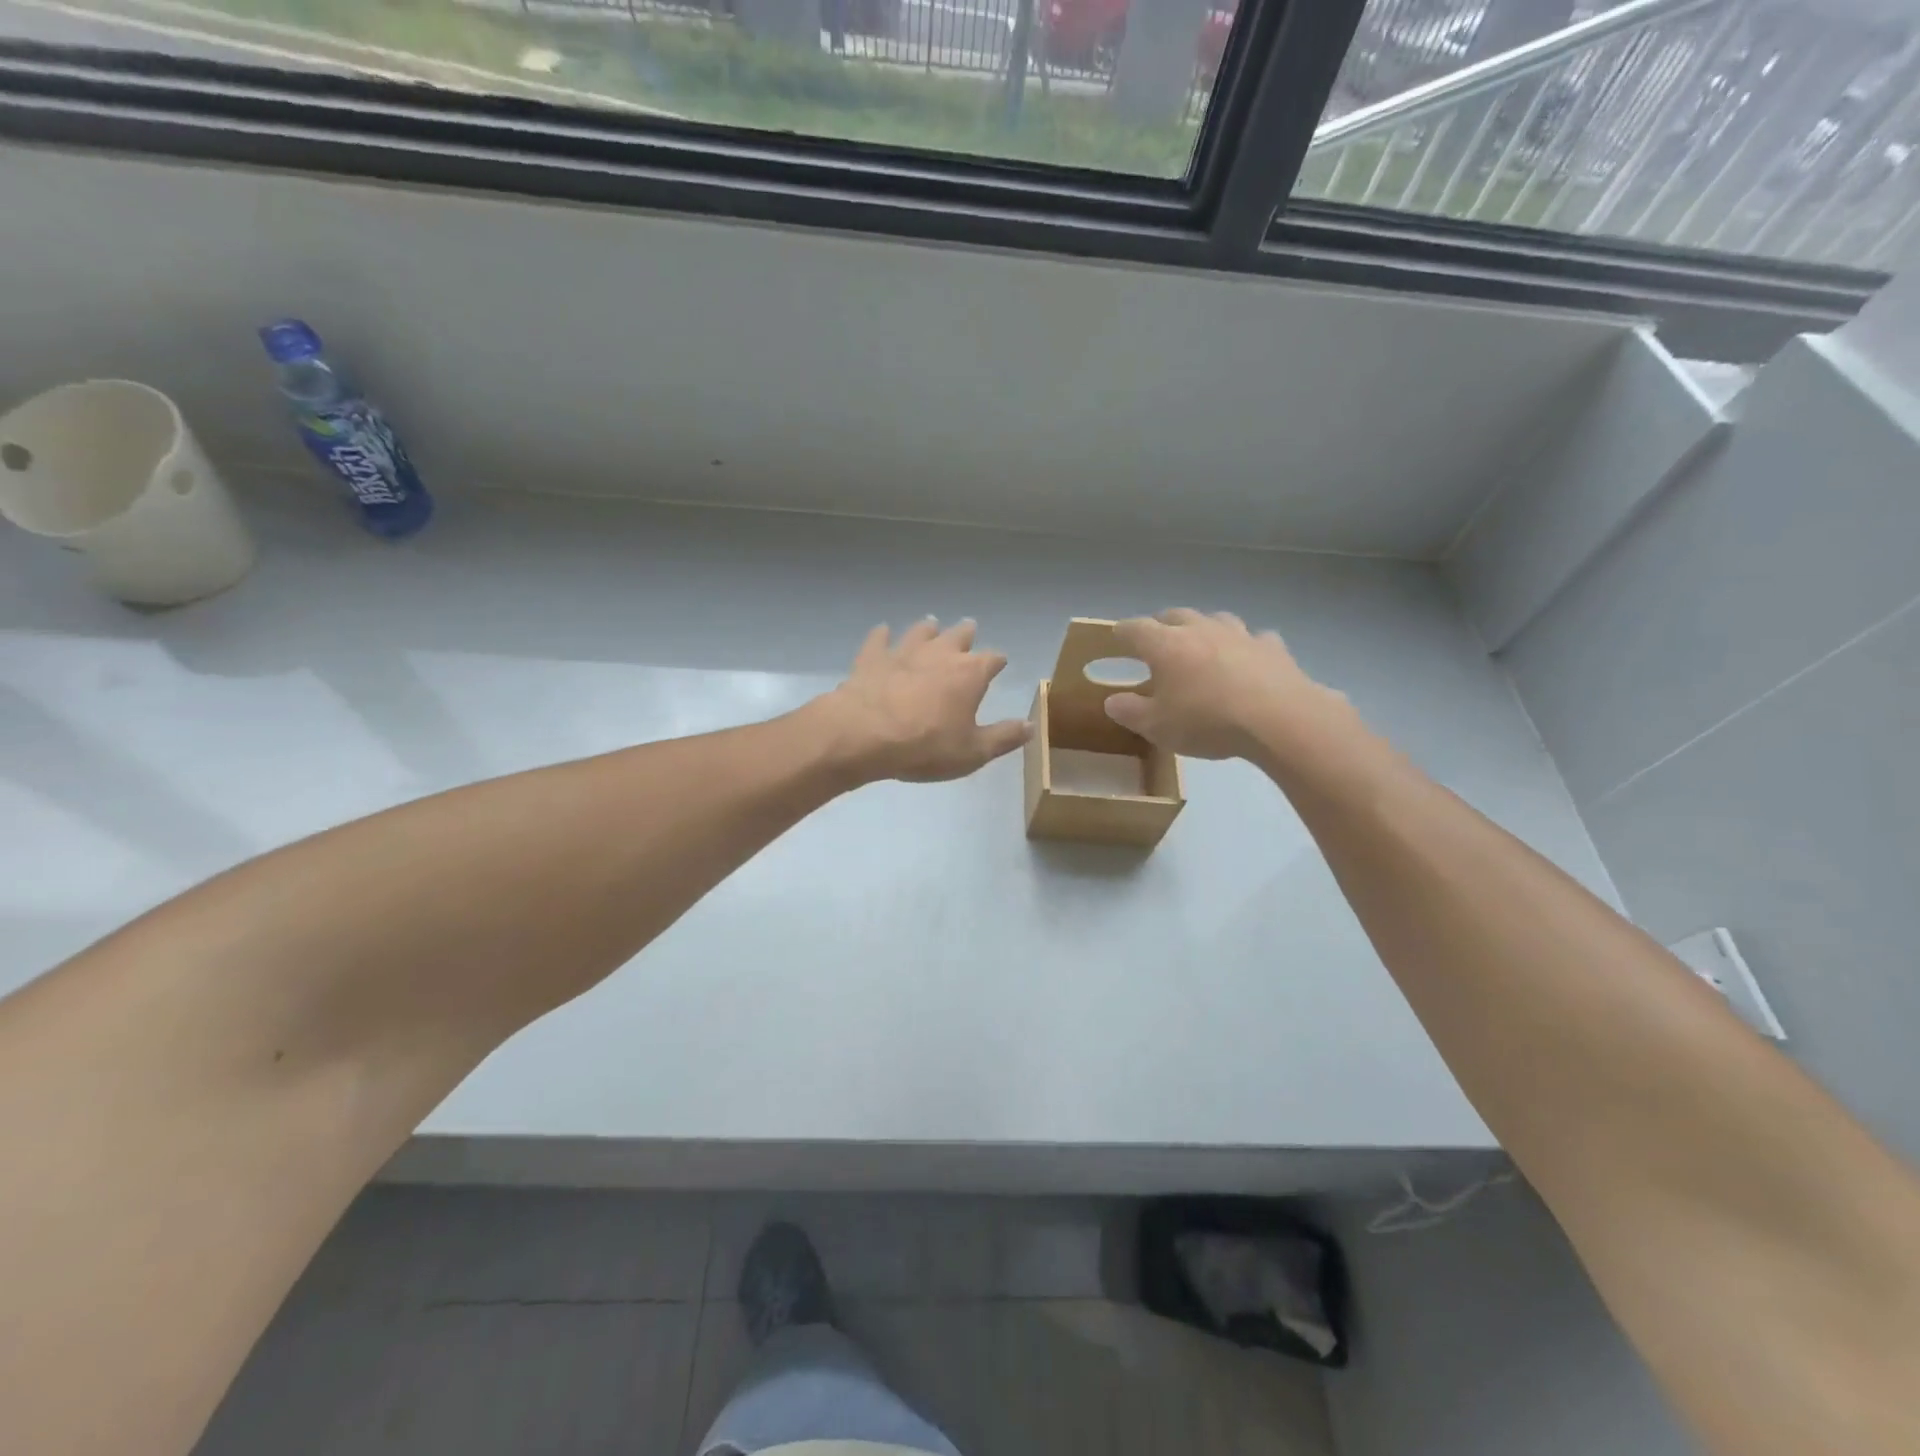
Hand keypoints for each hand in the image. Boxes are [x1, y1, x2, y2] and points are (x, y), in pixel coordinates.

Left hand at [818, 618, 1030, 783]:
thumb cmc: (926, 746)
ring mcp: (904, 652)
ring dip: (928, 628)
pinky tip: (883, 631)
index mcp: (970, 673)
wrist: (865, 735)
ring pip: (921, 632)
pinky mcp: (872, 658)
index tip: (1000, 663)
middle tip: (969, 629)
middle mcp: (940, 654)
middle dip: (966, 634)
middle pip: (958, 636)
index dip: (998, 661)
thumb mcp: (973, 752)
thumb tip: (1030, 726)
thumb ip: (1003, 737)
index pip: (993, 659)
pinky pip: (879, 640)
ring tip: (931, 624)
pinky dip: (882, 635)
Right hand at [1103, 609, 1348, 761]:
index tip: (1116, 637)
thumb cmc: (1206, 720)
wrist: (1277, 718)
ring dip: (1204, 628)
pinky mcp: (1271, 647)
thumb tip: (1112, 701)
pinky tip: (1248, 659)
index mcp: (1165, 645)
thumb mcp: (1157, 726)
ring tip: (1202, 644)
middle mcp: (1200, 630)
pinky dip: (1246, 646)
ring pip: (1216, 619)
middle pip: (1175, 615)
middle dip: (1162, 625)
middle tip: (1157, 640)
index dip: (1122, 632)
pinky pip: (1255, 638)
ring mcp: (1239, 634)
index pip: (1135, 628)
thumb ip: (1130, 712)